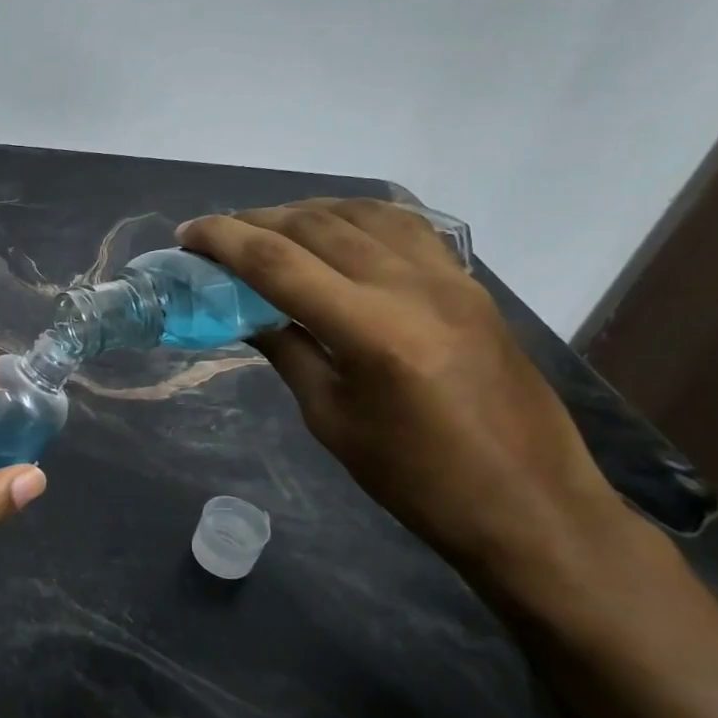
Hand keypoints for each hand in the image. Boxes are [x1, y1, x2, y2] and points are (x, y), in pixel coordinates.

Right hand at [178, 200, 620, 572]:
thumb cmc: (417, 480)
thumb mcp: (331, 420)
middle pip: (315, 225)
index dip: (223, 240)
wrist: (531, 506)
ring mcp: (448, 278)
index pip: (277, 261)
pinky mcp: (469, 284)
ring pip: (361, 213)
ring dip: (304, 211)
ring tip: (268, 227)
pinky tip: (335, 229)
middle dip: (255, 220)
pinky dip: (356, 216)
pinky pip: (404, 226)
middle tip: (217, 235)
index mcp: (371, 331)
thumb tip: (246, 313)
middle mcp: (411, 287)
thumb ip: (287, 352)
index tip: (186, 235)